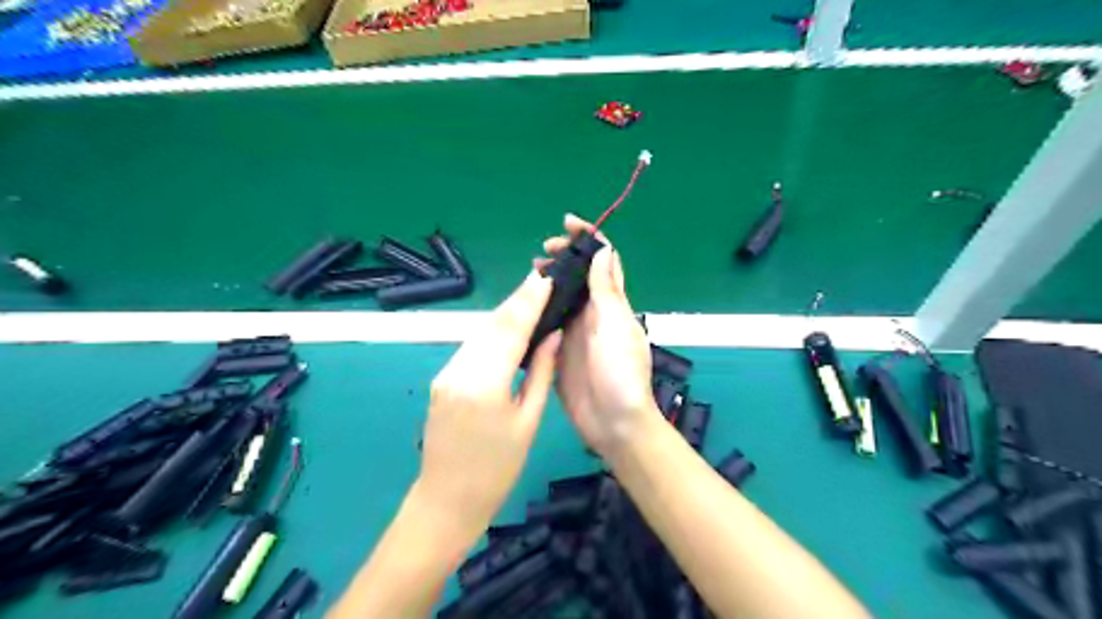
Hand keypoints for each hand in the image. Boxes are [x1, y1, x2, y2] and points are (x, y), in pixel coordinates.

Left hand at [420, 272, 562, 536]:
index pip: (511, 328)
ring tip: (531, 297)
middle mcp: (460, 369)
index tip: (545, 276)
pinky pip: (471, 347)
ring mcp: (446, 373)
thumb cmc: (497, 470)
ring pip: (480, 332)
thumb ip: (541, 373)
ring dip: (505, 314)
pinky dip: (492, 332)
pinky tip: (509, 327)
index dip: (529, 299)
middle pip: (492, 324)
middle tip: (542, 279)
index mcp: (486, 383)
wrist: (446, 500)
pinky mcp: (442, 379)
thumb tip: (552, 335)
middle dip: (518, 299)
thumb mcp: (528, 422)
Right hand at [542, 216, 660, 461]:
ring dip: (548, 280)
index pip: (604, 260)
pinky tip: (522, 304)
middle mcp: (594, 313)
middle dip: (563, 256)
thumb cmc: (621, 373)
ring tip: (530, 273)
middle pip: (579, 275)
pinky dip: (537, 308)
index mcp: (612, 303)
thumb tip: (603, 250)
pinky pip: (547, 322)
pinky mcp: (559, 350)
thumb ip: (606, 291)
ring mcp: (575, 332)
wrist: (613, 423)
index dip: (589, 238)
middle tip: (541, 252)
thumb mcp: (615, 327)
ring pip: (561, 296)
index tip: (567, 223)